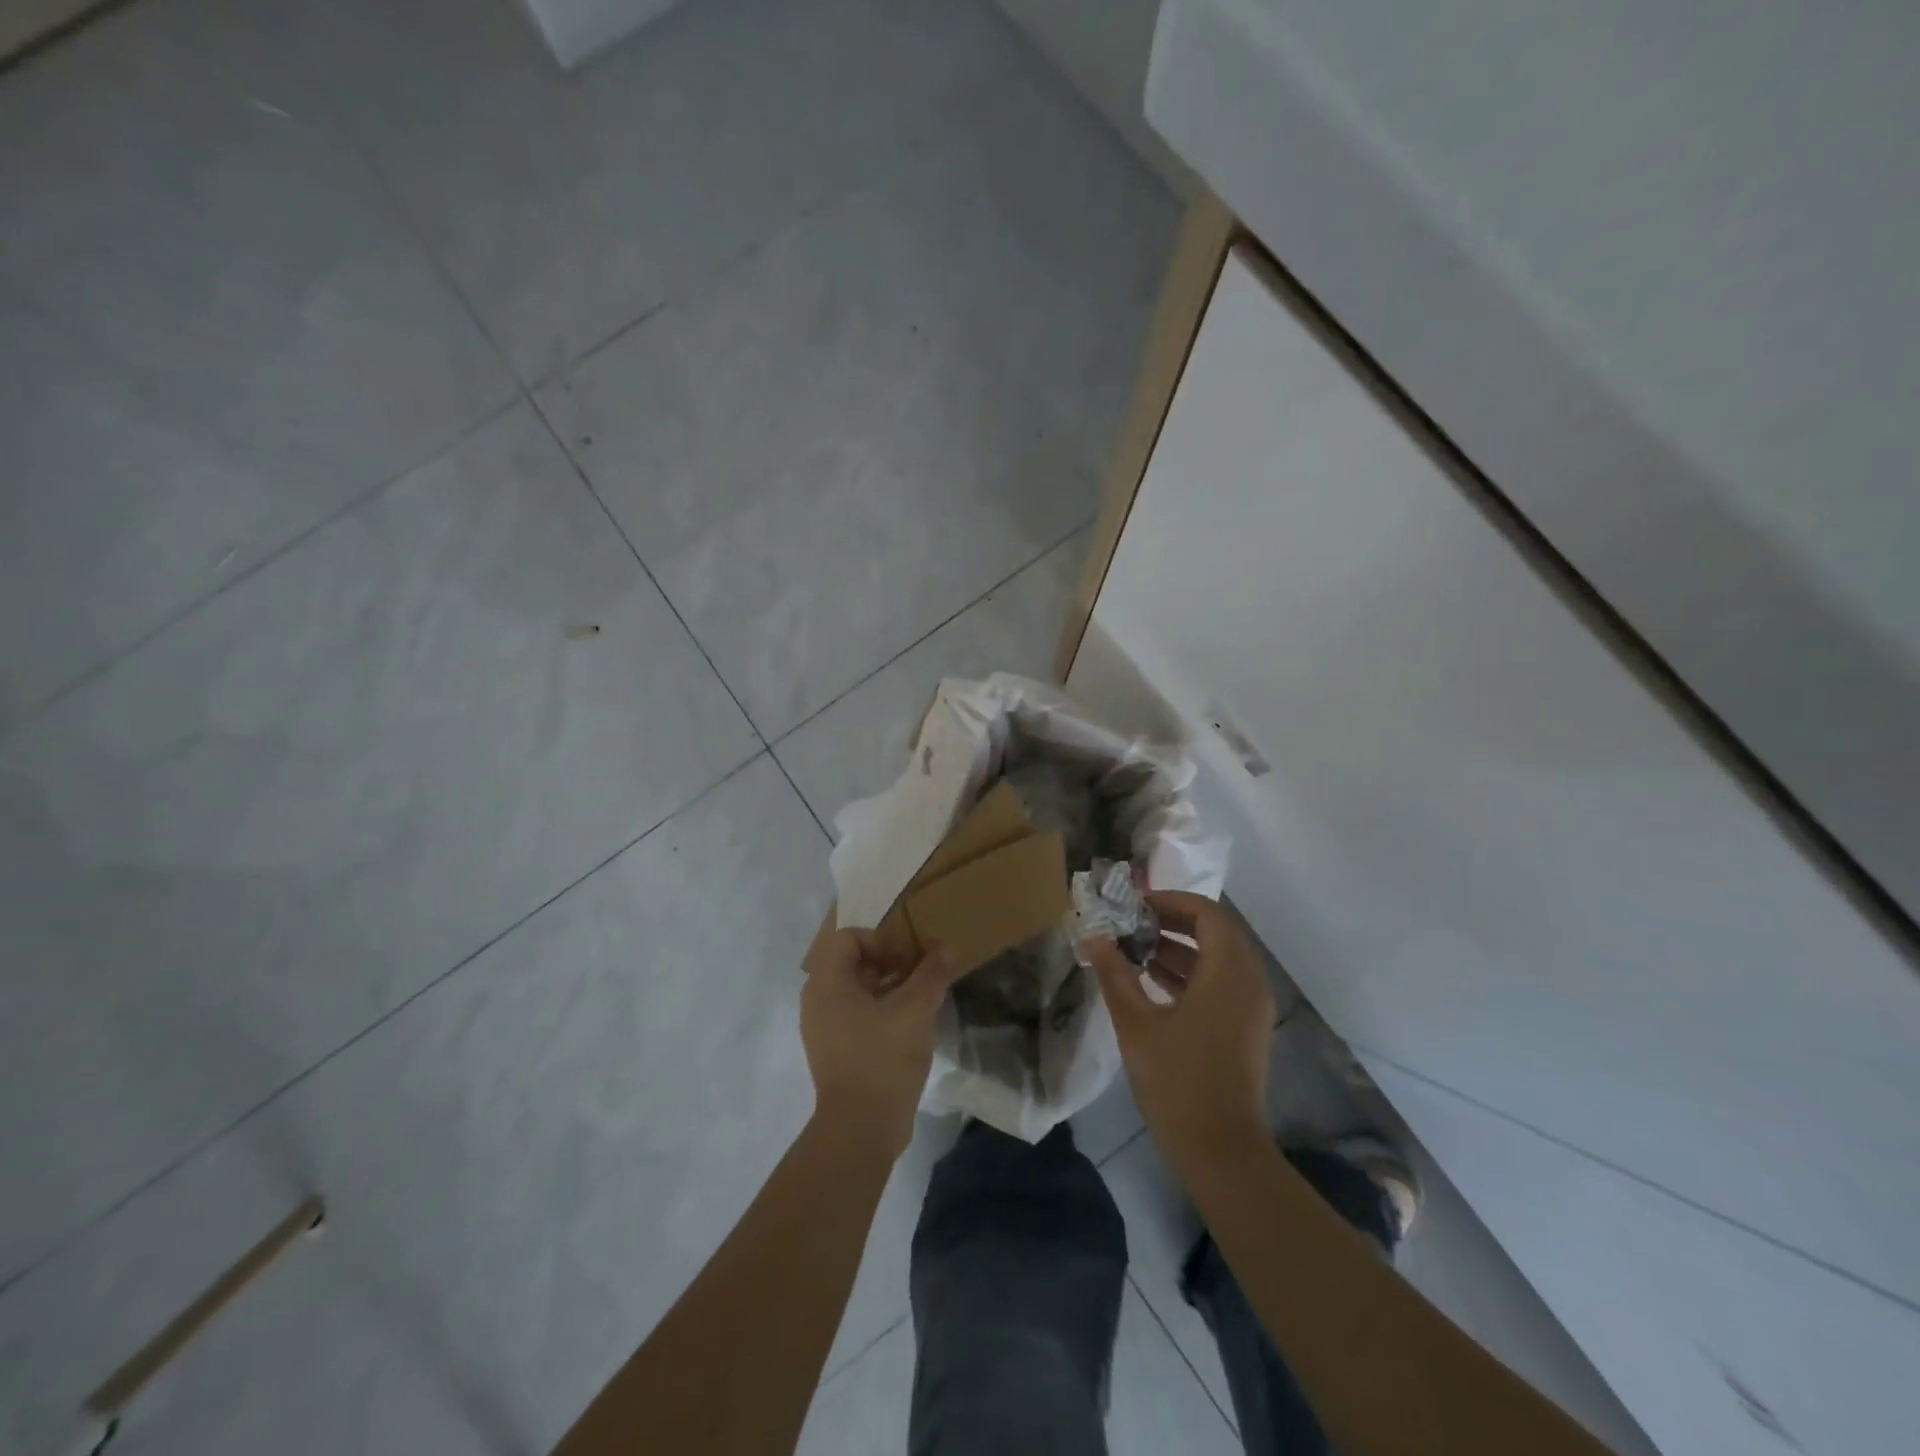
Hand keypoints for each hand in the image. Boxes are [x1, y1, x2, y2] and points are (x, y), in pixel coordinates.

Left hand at [801, 929, 962, 1158]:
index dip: (880, 940)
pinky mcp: (834, 1053)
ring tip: (920, 998)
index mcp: (827, 983)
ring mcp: (823, 1029)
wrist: (861, 1129)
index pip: (848, 938)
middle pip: (851, 963)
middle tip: (919, 972)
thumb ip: (931, 973)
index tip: (908, 958)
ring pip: (855, 992)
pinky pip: (855, 1016)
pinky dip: (880, 1011)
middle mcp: (817, 1001)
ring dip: (887, 987)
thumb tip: (947, 947)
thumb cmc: (882, 1057)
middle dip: (888, 962)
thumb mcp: (915, 1009)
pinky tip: (909, 1025)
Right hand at [1082, 891, 1274, 1170]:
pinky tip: (1153, 983)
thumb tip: (1092, 936)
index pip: (1205, 912)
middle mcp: (1249, 980)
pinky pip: (1222, 982)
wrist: (1220, 1150)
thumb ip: (1114, 973)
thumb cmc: (1176, 1080)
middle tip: (1131, 925)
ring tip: (1135, 952)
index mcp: (1228, 971)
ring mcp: (1252, 1006)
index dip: (1169, 901)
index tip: (1134, 905)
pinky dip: (1191, 973)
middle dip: (1171, 923)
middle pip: (1214, 932)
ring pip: (1218, 958)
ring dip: (1180, 949)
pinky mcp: (1247, 1027)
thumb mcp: (1135, 1022)